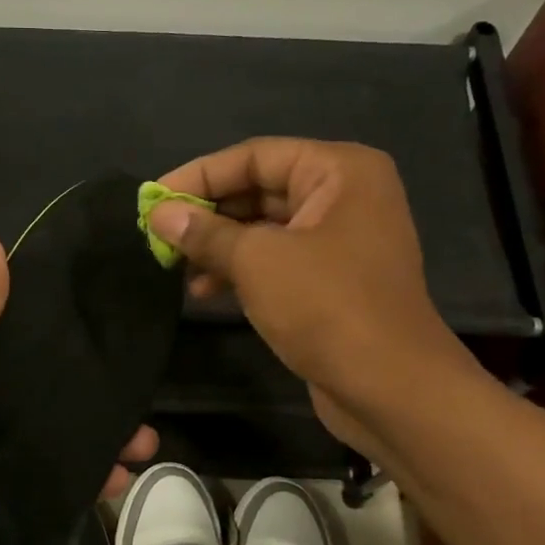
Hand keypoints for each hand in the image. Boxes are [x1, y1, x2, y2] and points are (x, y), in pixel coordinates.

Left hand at [0, 234, 157, 544]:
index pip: (16, 334)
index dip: (61, 334)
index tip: (111, 336)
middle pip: (37, 392)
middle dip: (88, 401)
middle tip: (142, 415)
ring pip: (42, 438)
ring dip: (89, 444)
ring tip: (139, 454)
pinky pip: (32, 481)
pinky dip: (68, 484)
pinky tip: (109, 487)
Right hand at [147, 138, 476, 451]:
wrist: (392, 388)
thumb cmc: (327, 307)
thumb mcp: (257, 261)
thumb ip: (205, 233)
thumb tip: (159, 214)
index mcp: (339, 171)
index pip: (253, 157)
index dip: (198, 176)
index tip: (152, 201)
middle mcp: (344, 196)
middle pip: (258, 189)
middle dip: (206, 214)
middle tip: (157, 235)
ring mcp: (339, 240)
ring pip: (263, 228)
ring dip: (217, 246)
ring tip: (173, 268)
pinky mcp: (330, 279)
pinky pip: (275, 260)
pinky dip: (239, 270)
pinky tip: (202, 291)